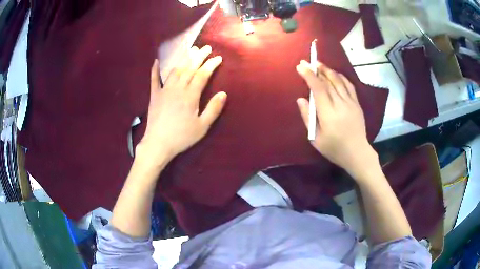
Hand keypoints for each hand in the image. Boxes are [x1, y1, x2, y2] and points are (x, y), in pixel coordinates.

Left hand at [138, 45, 226, 162]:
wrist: (158, 144)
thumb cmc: (182, 137)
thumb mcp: (202, 126)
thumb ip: (213, 109)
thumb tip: (223, 93)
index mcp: (190, 95)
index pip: (202, 75)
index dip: (211, 65)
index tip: (218, 58)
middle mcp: (177, 88)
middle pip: (189, 68)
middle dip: (199, 56)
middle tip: (206, 48)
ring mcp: (164, 90)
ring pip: (175, 70)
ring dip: (183, 59)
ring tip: (190, 50)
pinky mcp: (154, 95)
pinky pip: (154, 79)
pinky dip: (155, 70)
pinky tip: (156, 61)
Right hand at [296, 60, 377, 177]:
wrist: (357, 153)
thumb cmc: (334, 149)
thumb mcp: (315, 139)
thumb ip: (307, 117)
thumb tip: (301, 99)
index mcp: (328, 114)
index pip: (318, 89)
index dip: (309, 76)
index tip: (301, 67)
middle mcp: (340, 104)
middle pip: (328, 82)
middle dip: (316, 70)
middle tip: (308, 62)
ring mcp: (351, 103)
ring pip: (339, 81)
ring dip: (328, 70)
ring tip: (319, 64)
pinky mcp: (357, 104)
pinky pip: (349, 86)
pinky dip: (341, 77)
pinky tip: (335, 73)